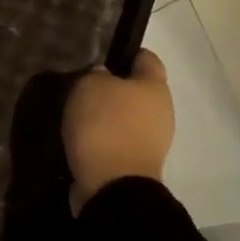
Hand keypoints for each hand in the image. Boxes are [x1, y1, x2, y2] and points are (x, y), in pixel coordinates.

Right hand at [62, 49, 173, 212]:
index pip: (146, 58)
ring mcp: (152, 142)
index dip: (125, 53)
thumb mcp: (90, 85)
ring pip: (127, 117)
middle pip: (137, 90)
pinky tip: (82, 137)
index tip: (101, 56)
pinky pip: (118, 141)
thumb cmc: (106, 125)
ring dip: (106, 115)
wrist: (113, 188)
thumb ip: (97, 75)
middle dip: (113, 87)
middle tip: (83, 86)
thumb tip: (104, 78)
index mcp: (156, 87)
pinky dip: (103, 138)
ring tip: (78, 114)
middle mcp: (162, 113)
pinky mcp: (137, 165)